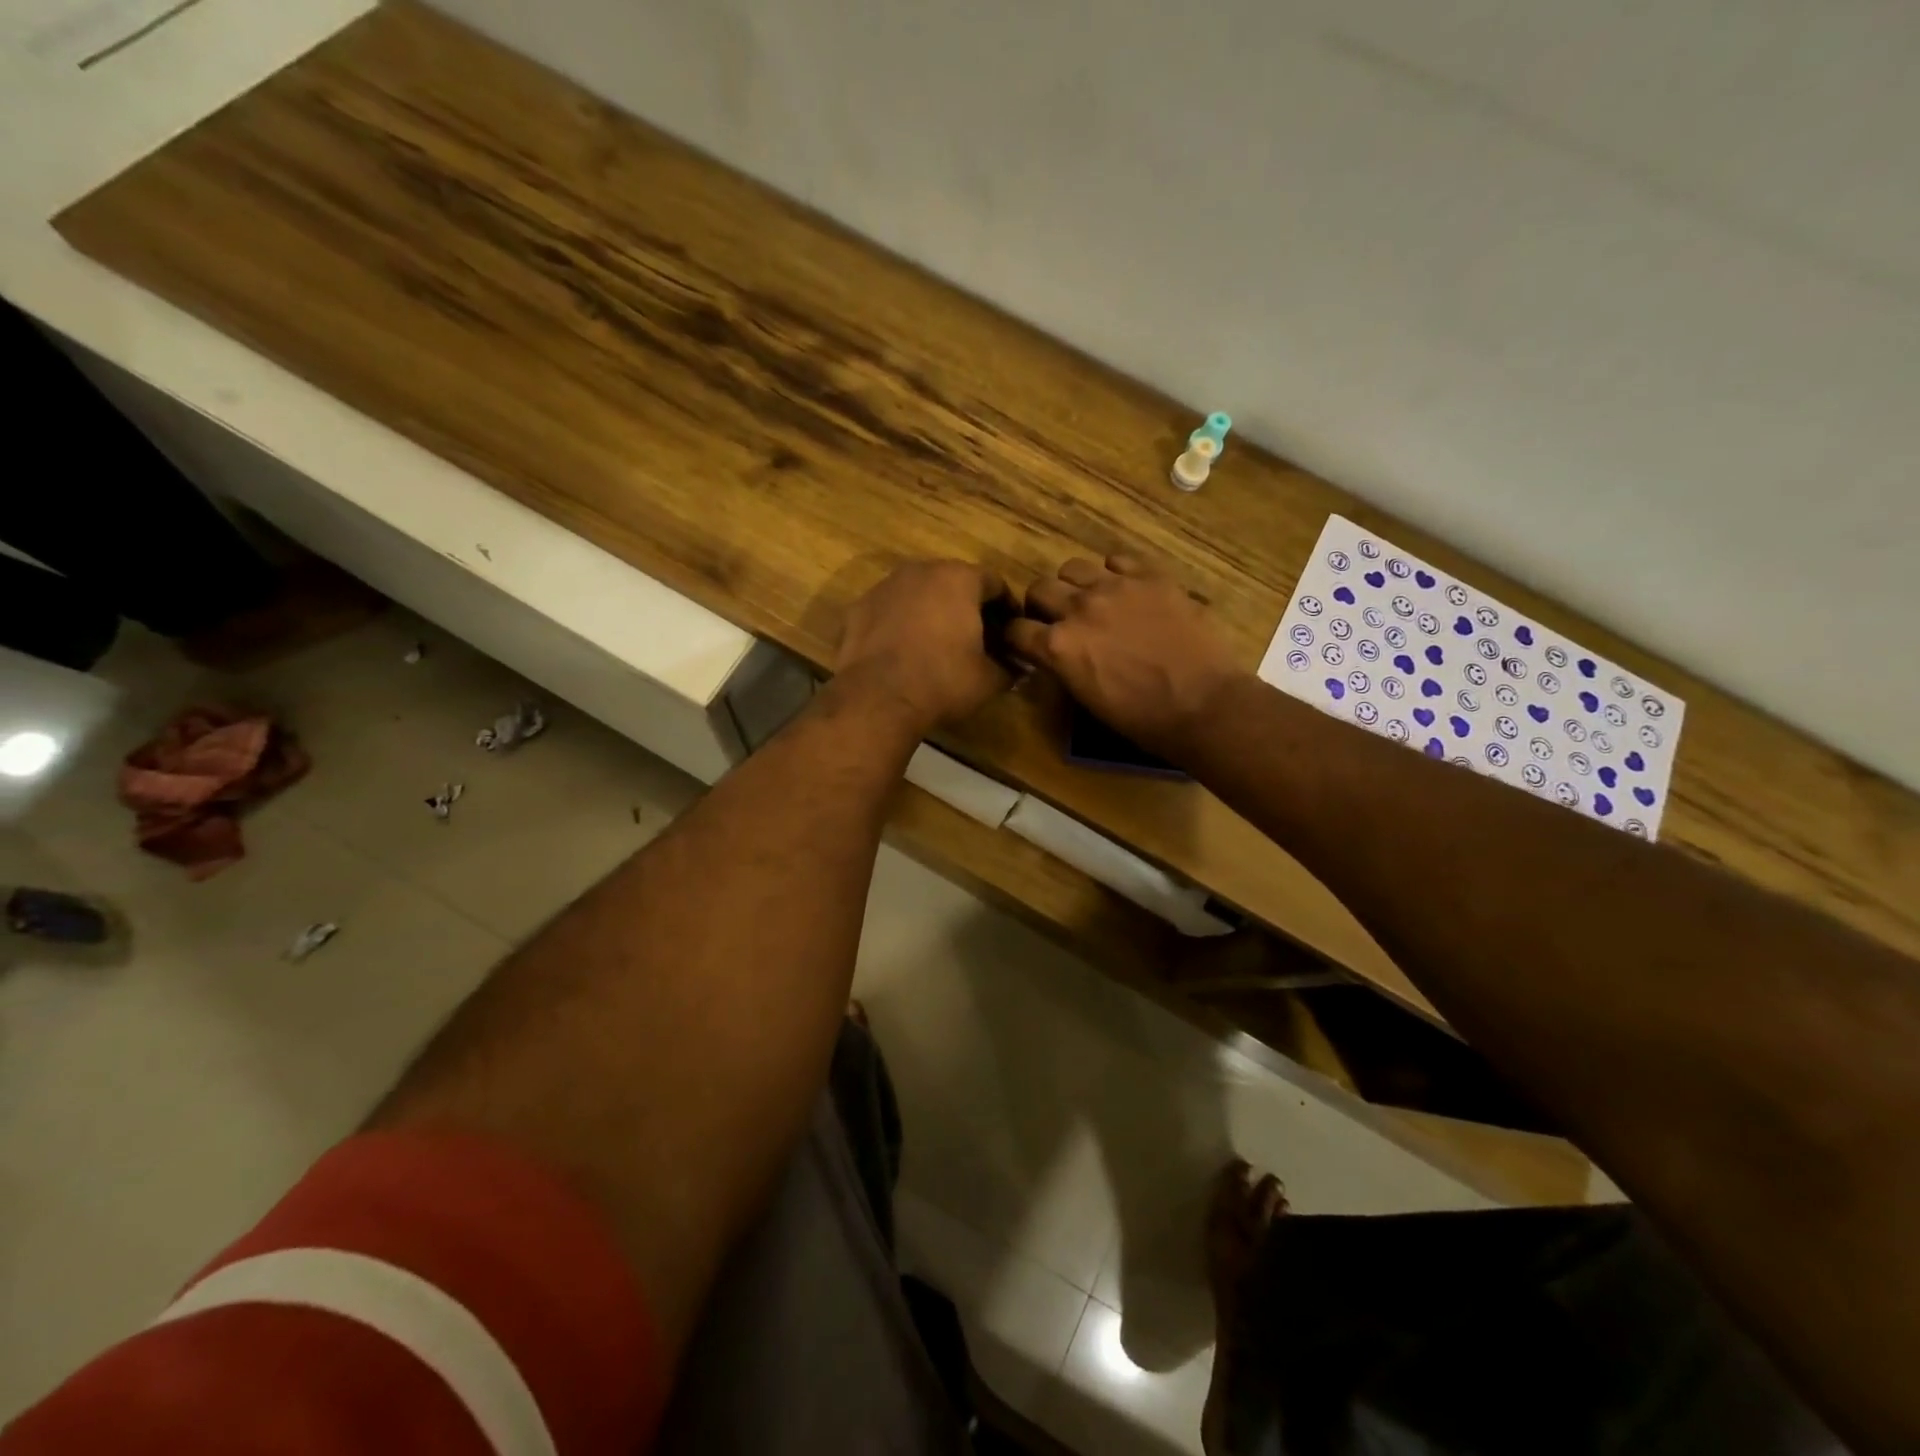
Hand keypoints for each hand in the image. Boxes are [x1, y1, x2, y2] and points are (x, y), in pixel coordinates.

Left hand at [834, 560, 1014, 735]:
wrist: (877, 698)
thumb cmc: (942, 680)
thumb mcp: (988, 680)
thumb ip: (1008, 667)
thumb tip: (1017, 668)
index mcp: (959, 578)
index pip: (994, 583)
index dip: (1006, 608)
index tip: (1010, 632)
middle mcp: (921, 571)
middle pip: (953, 582)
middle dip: (967, 607)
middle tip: (977, 638)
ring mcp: (885, 586)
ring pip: (919, 594)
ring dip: (931, 612)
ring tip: (938, 645)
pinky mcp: (858, 607)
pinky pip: (890, 611)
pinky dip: (900, 624)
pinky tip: (904, 652)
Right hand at [1008, 554, 1244, 756]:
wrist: (1204, 705)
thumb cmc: (1143, 719)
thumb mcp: (1087, 700)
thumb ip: (1063, 668)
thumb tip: (1055, 654)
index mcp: (1058, 646)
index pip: (1015, 629)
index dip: (1018, 637)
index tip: (1026, 642)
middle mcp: (1078, 608)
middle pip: (1039, 588)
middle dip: (1041, 605)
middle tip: (1058, 619)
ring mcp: (1116, 586)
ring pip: (1074, 567)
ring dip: (1075, 585)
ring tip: (1092, 600)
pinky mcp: (1151, 576)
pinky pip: (1118, 559)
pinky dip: (1114, 573)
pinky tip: (1126, 590)